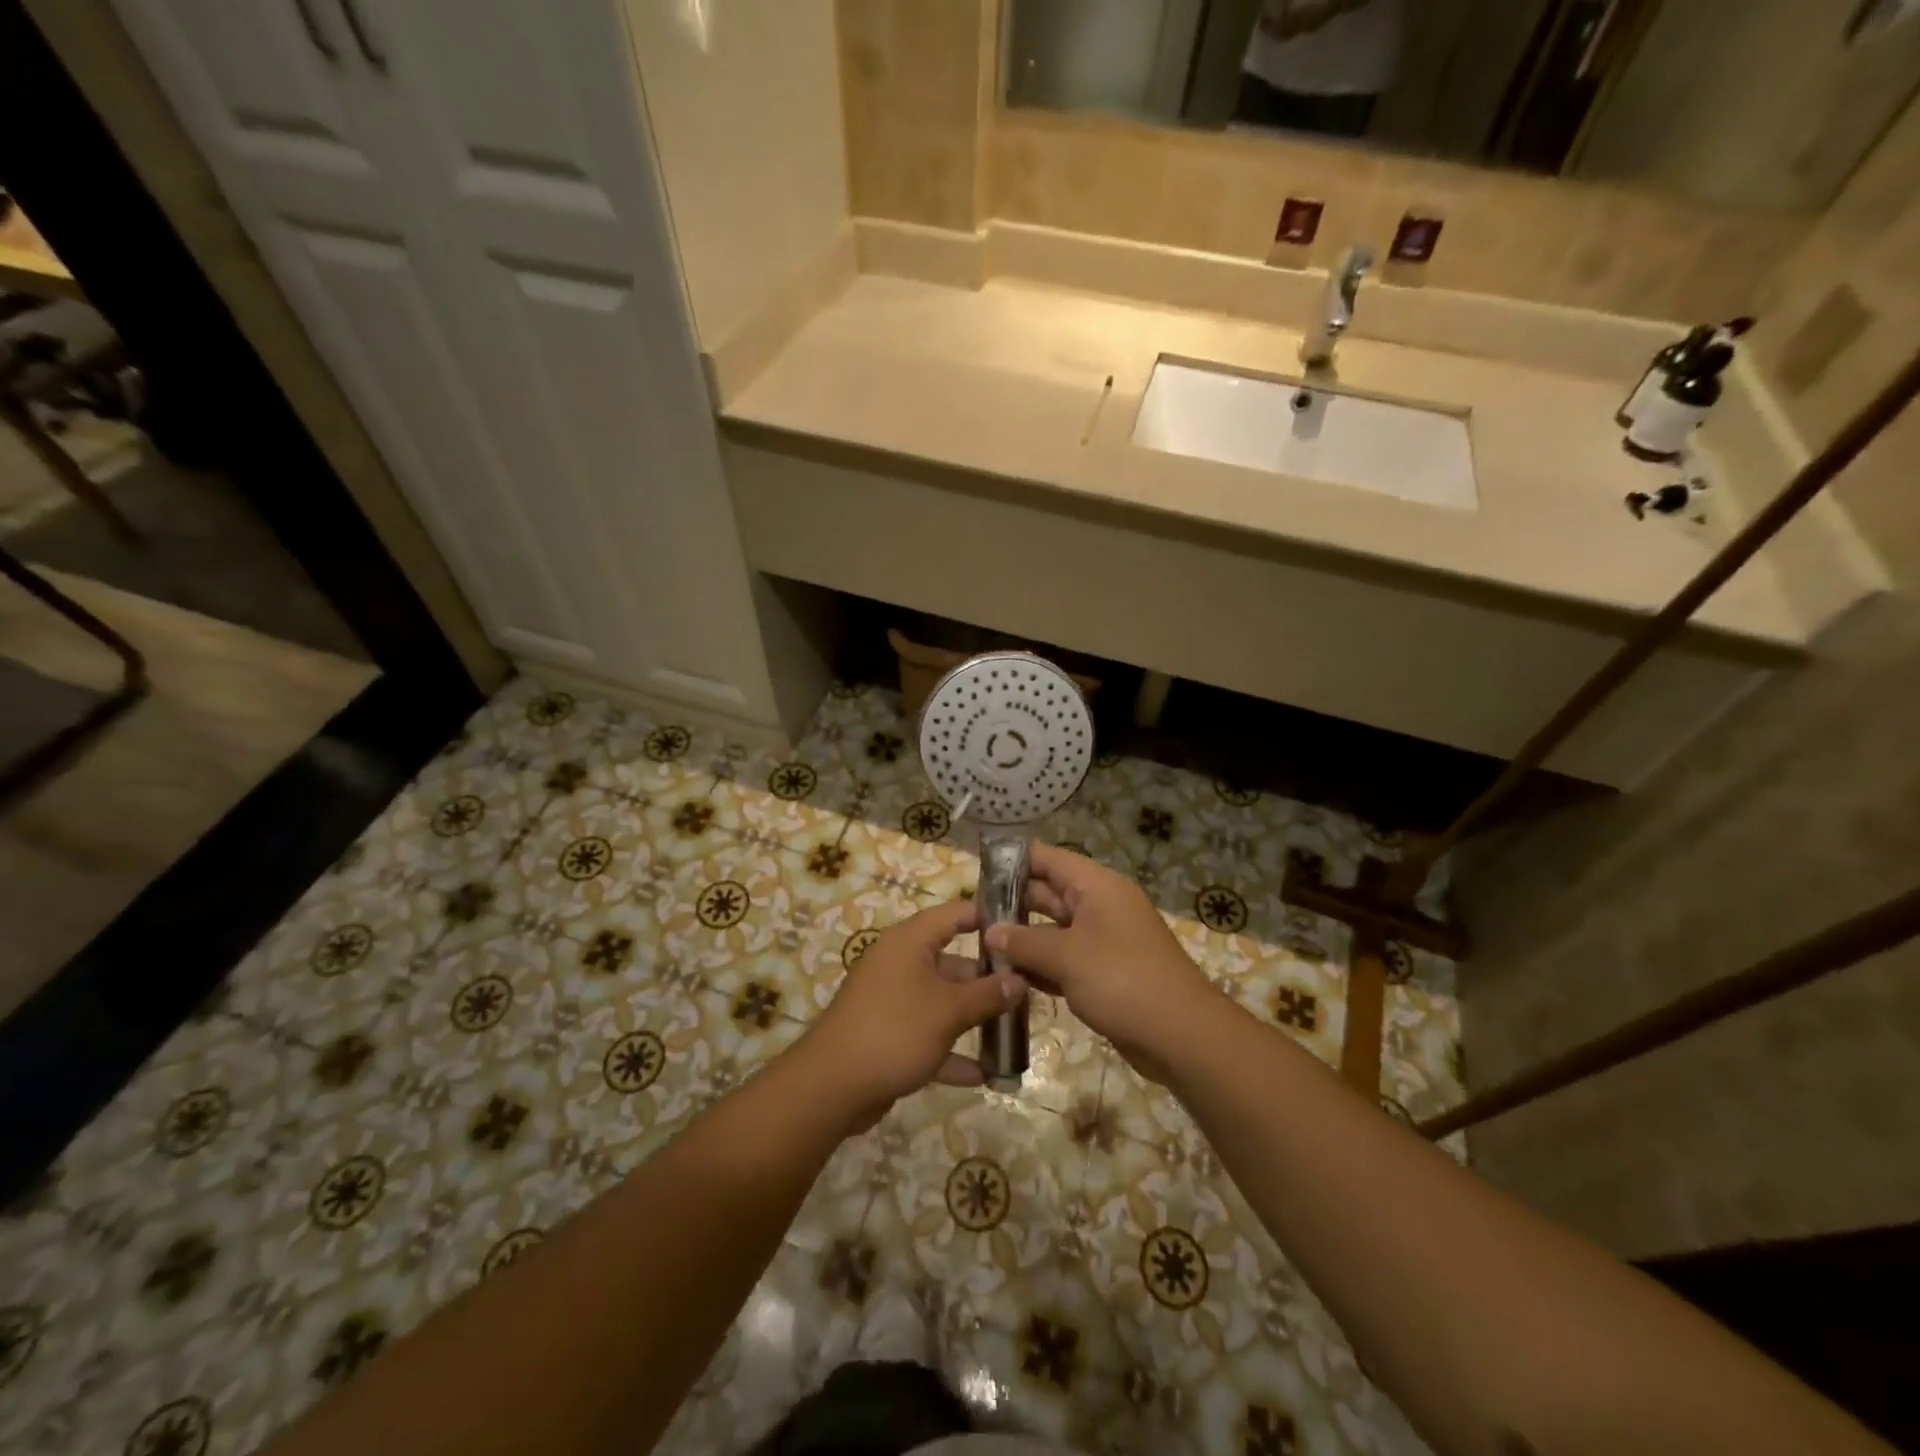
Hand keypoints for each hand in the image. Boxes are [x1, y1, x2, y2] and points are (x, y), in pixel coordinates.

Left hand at [800, 899, 1024, 1132]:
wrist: (831, 1086)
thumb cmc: (895, 1030)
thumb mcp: (948, 1011)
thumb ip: (987, 995)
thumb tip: (1020, 980)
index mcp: (910, 942)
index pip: (954, 914)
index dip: (987, 916)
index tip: (1022, 926)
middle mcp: (900, 963)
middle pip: (952, 960)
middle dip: (987, 978)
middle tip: (1028, 988)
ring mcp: (893, 1000)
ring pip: (942, 1000)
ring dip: (973, 1017)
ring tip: (1014, 1030)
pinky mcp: (889, 1035)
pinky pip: (928, 1035)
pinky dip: (952, 1051)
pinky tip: (984, 1074)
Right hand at [983, 843, 1219, 1082]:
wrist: (1180, 1035)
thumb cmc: (1122, 980)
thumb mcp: (1067, 956)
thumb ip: (1024, 942)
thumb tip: (992, 932)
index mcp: (1097, 887)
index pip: (1050, 859)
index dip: (1016, 859)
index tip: (980, 867)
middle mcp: (1100, 906)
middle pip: (1050, 893)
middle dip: (1013, 902)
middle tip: (971, 913)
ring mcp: (1103, 941)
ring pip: (1054, 930)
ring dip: (1023, 938)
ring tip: (981, 944)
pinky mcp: (1104, 973)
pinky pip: (1064, 959)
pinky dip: (1040, 965)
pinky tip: (1009, 976)